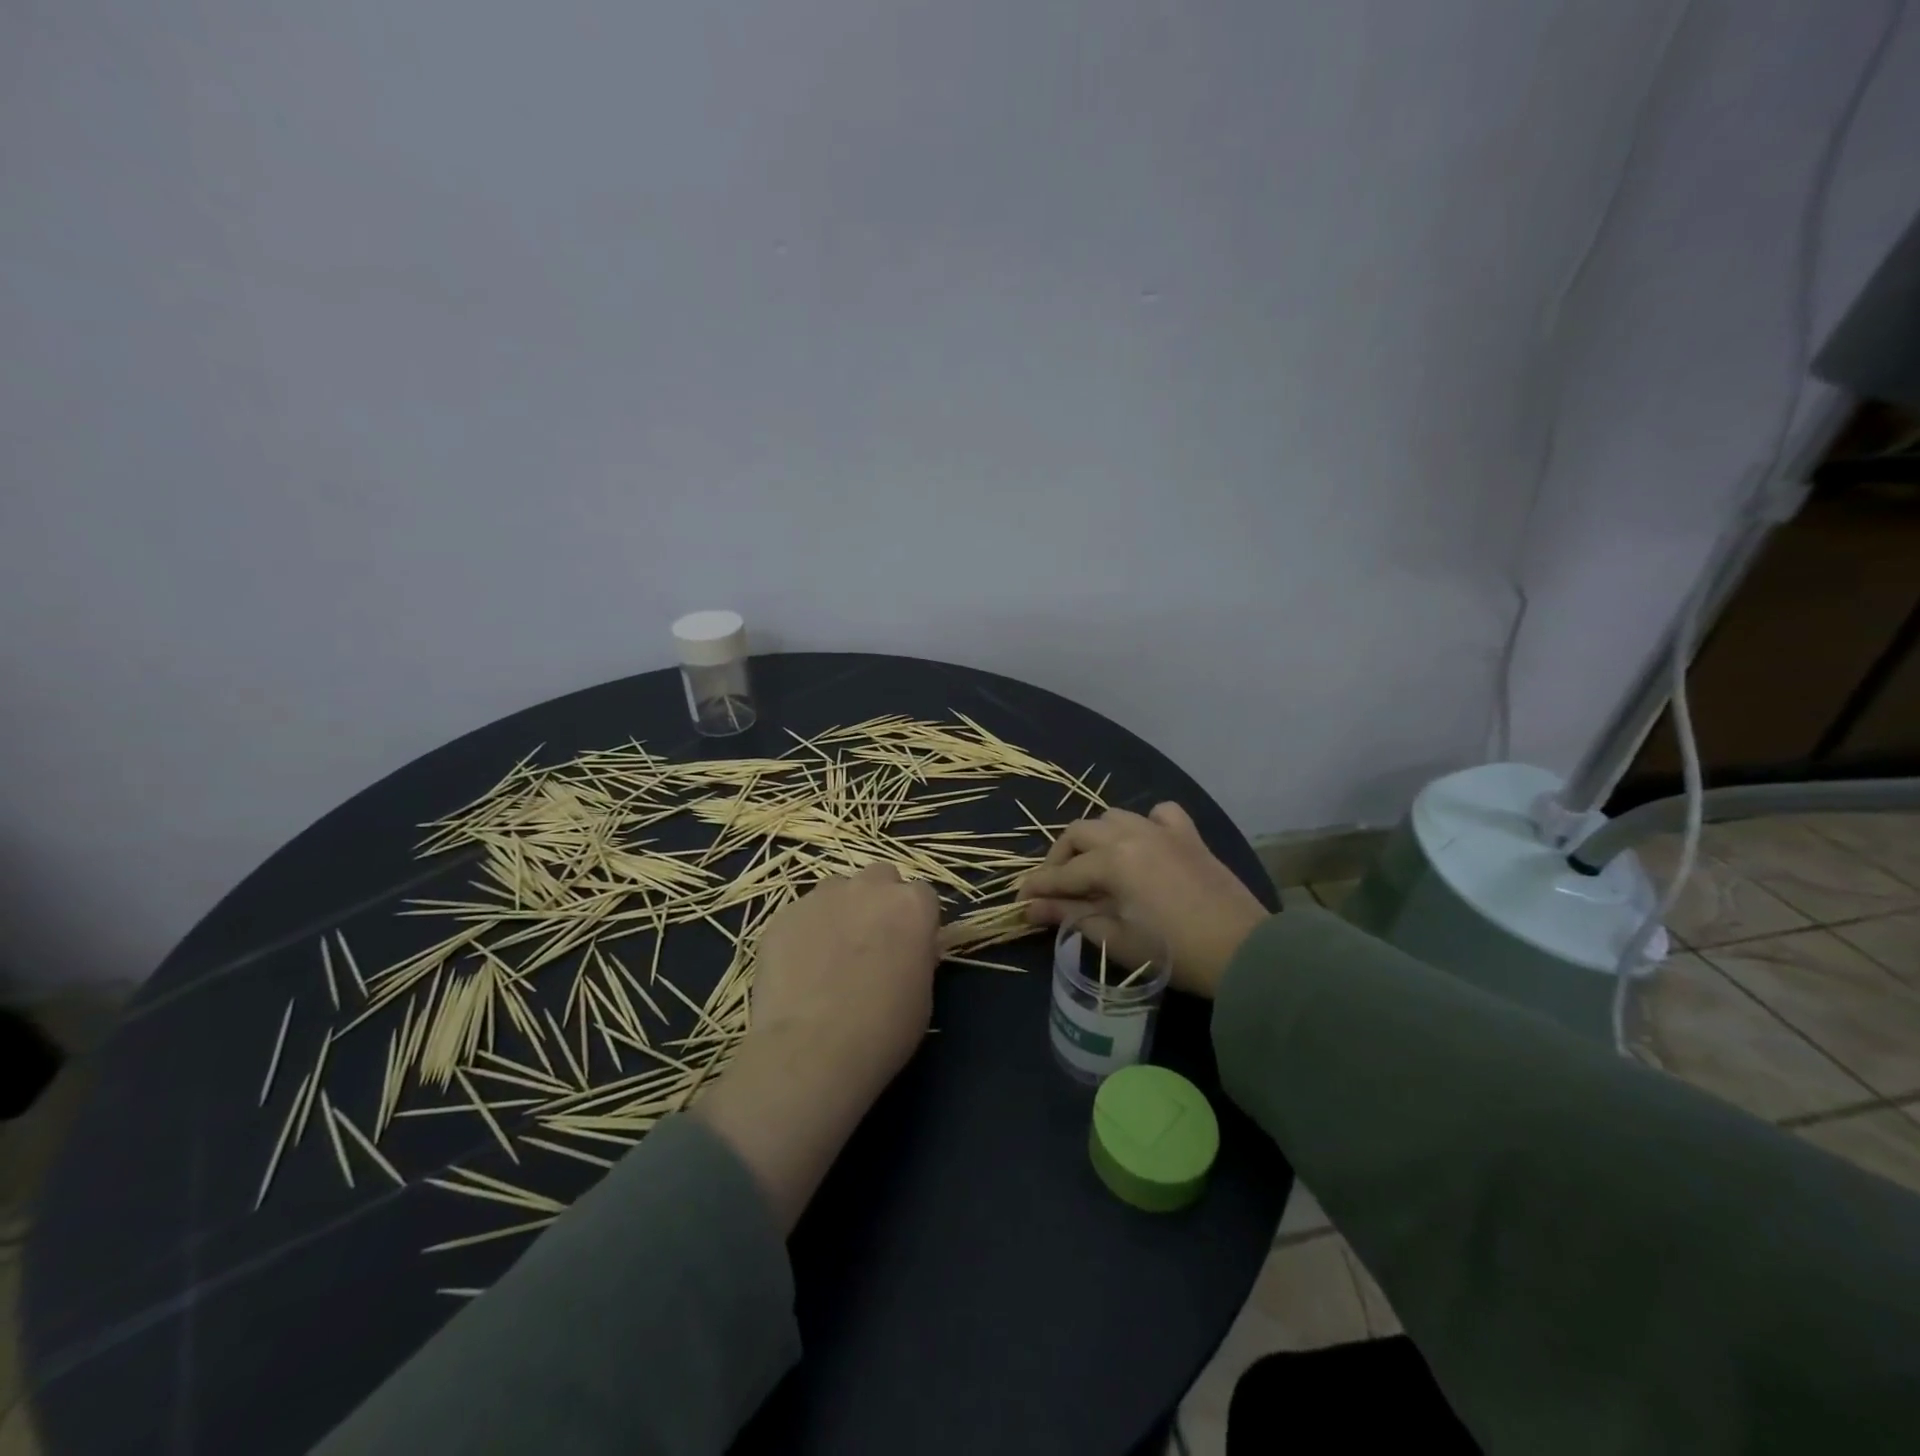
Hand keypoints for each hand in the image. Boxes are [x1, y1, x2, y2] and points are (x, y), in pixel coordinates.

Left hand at [694, 864, 937, 1231]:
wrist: (812, 1051)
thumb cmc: (883, 1030)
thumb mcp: (923, 993)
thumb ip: (917, 954)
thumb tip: (907, 947)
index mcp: (911, 905)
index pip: (922, 895)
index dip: (915, 921)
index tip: (909, 947)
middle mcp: (868, 887)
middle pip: (880, 878)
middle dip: (878, 900)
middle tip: (871, 942)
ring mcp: (821, 897)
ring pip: (837, 890)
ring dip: (841, 910)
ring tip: (829, 955)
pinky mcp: (783, 915)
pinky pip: (801, 914)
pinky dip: (804, 932)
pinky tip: (798, 970)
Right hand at [1019, 803, 1268, 999]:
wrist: (1243, 952)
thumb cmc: (1173, 952)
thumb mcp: (1115, 938)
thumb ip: (1070, 916)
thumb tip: (1031, 908)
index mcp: (1112, 860)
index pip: (1063, 872)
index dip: (1038, 887)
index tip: (1019, 899)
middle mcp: (1132, 834)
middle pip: (1080, 833)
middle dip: (1060, 857)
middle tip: (1054, 885)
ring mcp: (1162, 830)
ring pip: (1114, 817)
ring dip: (1096, 837)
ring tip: (1093, 864)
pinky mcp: (1189, 835)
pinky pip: (1160, 814)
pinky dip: (1145, 823)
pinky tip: (1143, 842)